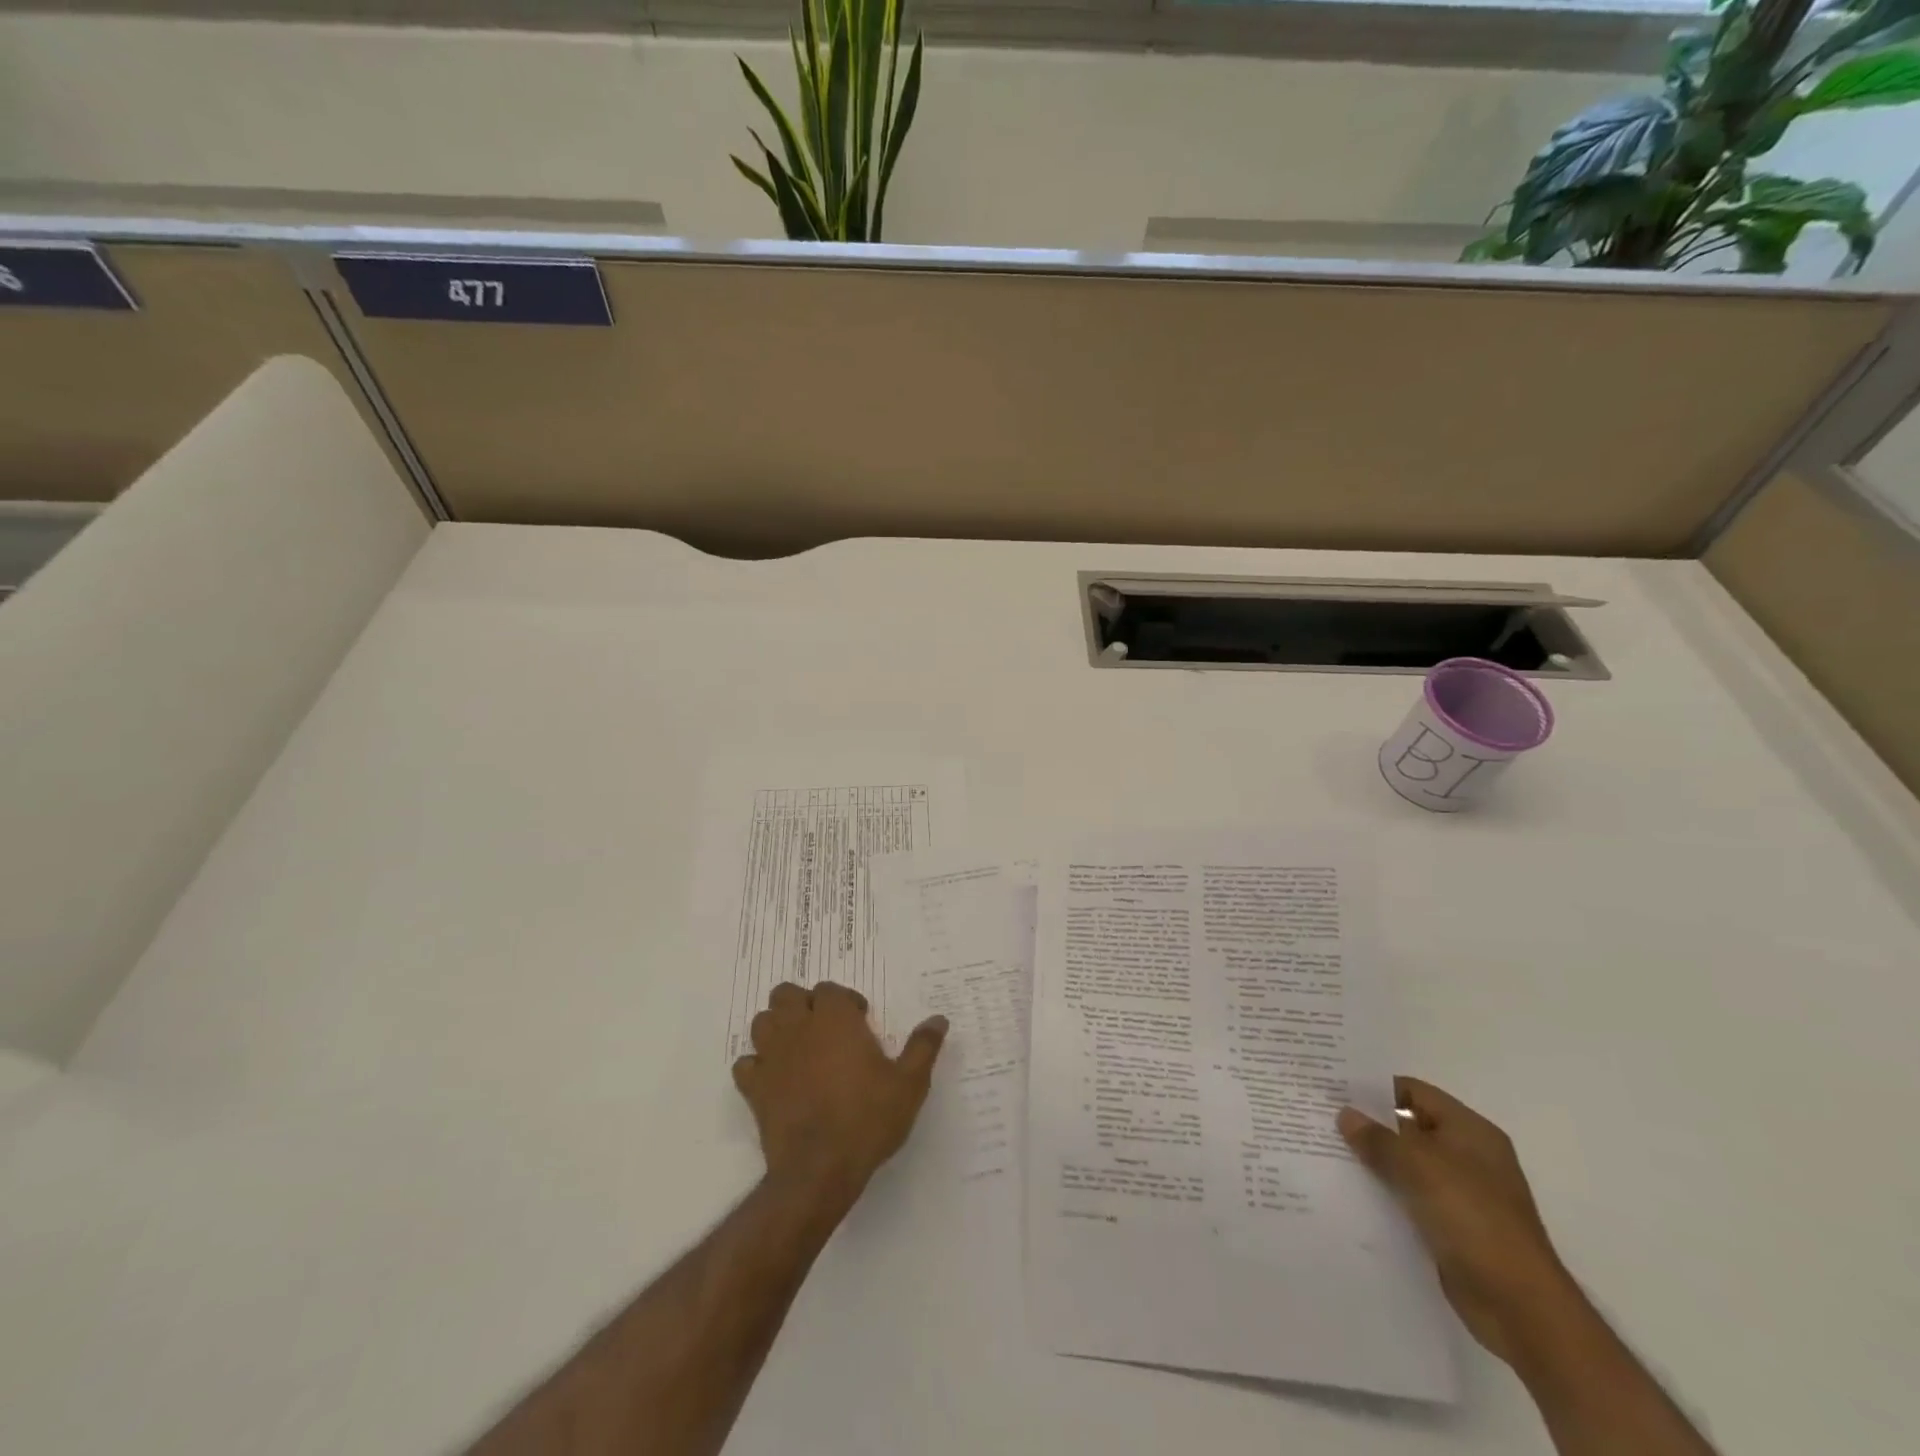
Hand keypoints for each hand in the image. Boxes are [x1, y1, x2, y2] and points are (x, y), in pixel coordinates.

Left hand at [732, 981, 947, 1212]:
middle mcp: (799, 1028)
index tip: (860, 1022)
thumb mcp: (909, 1084)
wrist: (819, 1170)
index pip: (830, 990)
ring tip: (799, 1048)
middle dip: (803, 1004)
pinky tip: (775, 1080)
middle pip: (787, 994)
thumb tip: (939, 1019)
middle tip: (824, 1028)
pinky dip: (757, 1066)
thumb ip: (923, 1047)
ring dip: (777, 1028)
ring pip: (762, 1022)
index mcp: (835, 1019)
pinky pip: (746, 1064)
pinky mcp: (754, 1088)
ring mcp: (772, 1057)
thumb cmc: (868, 1118)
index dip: (844, 1002)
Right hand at [1339, 1078, 1579, 1365]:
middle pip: (1409, 1127)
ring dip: (1374, 1160)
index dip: (1374, 1087)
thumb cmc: (1473, 1217)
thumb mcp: (1419, 1167)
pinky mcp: (1452, 1226)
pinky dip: (1384, 1192)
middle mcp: (1468, 1156)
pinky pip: (1410, 1196)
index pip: (1415, 1092)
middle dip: (1369, 1124)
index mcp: (1470, 1131)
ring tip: (1325, 1150)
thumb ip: (1378, 1138)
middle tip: (1321, 1116)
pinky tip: (1350, 1191)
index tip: (1333, 1086)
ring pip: (1407, 1164)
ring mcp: (1462, 1193)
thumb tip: (1346, 1114)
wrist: (1518, 1305)